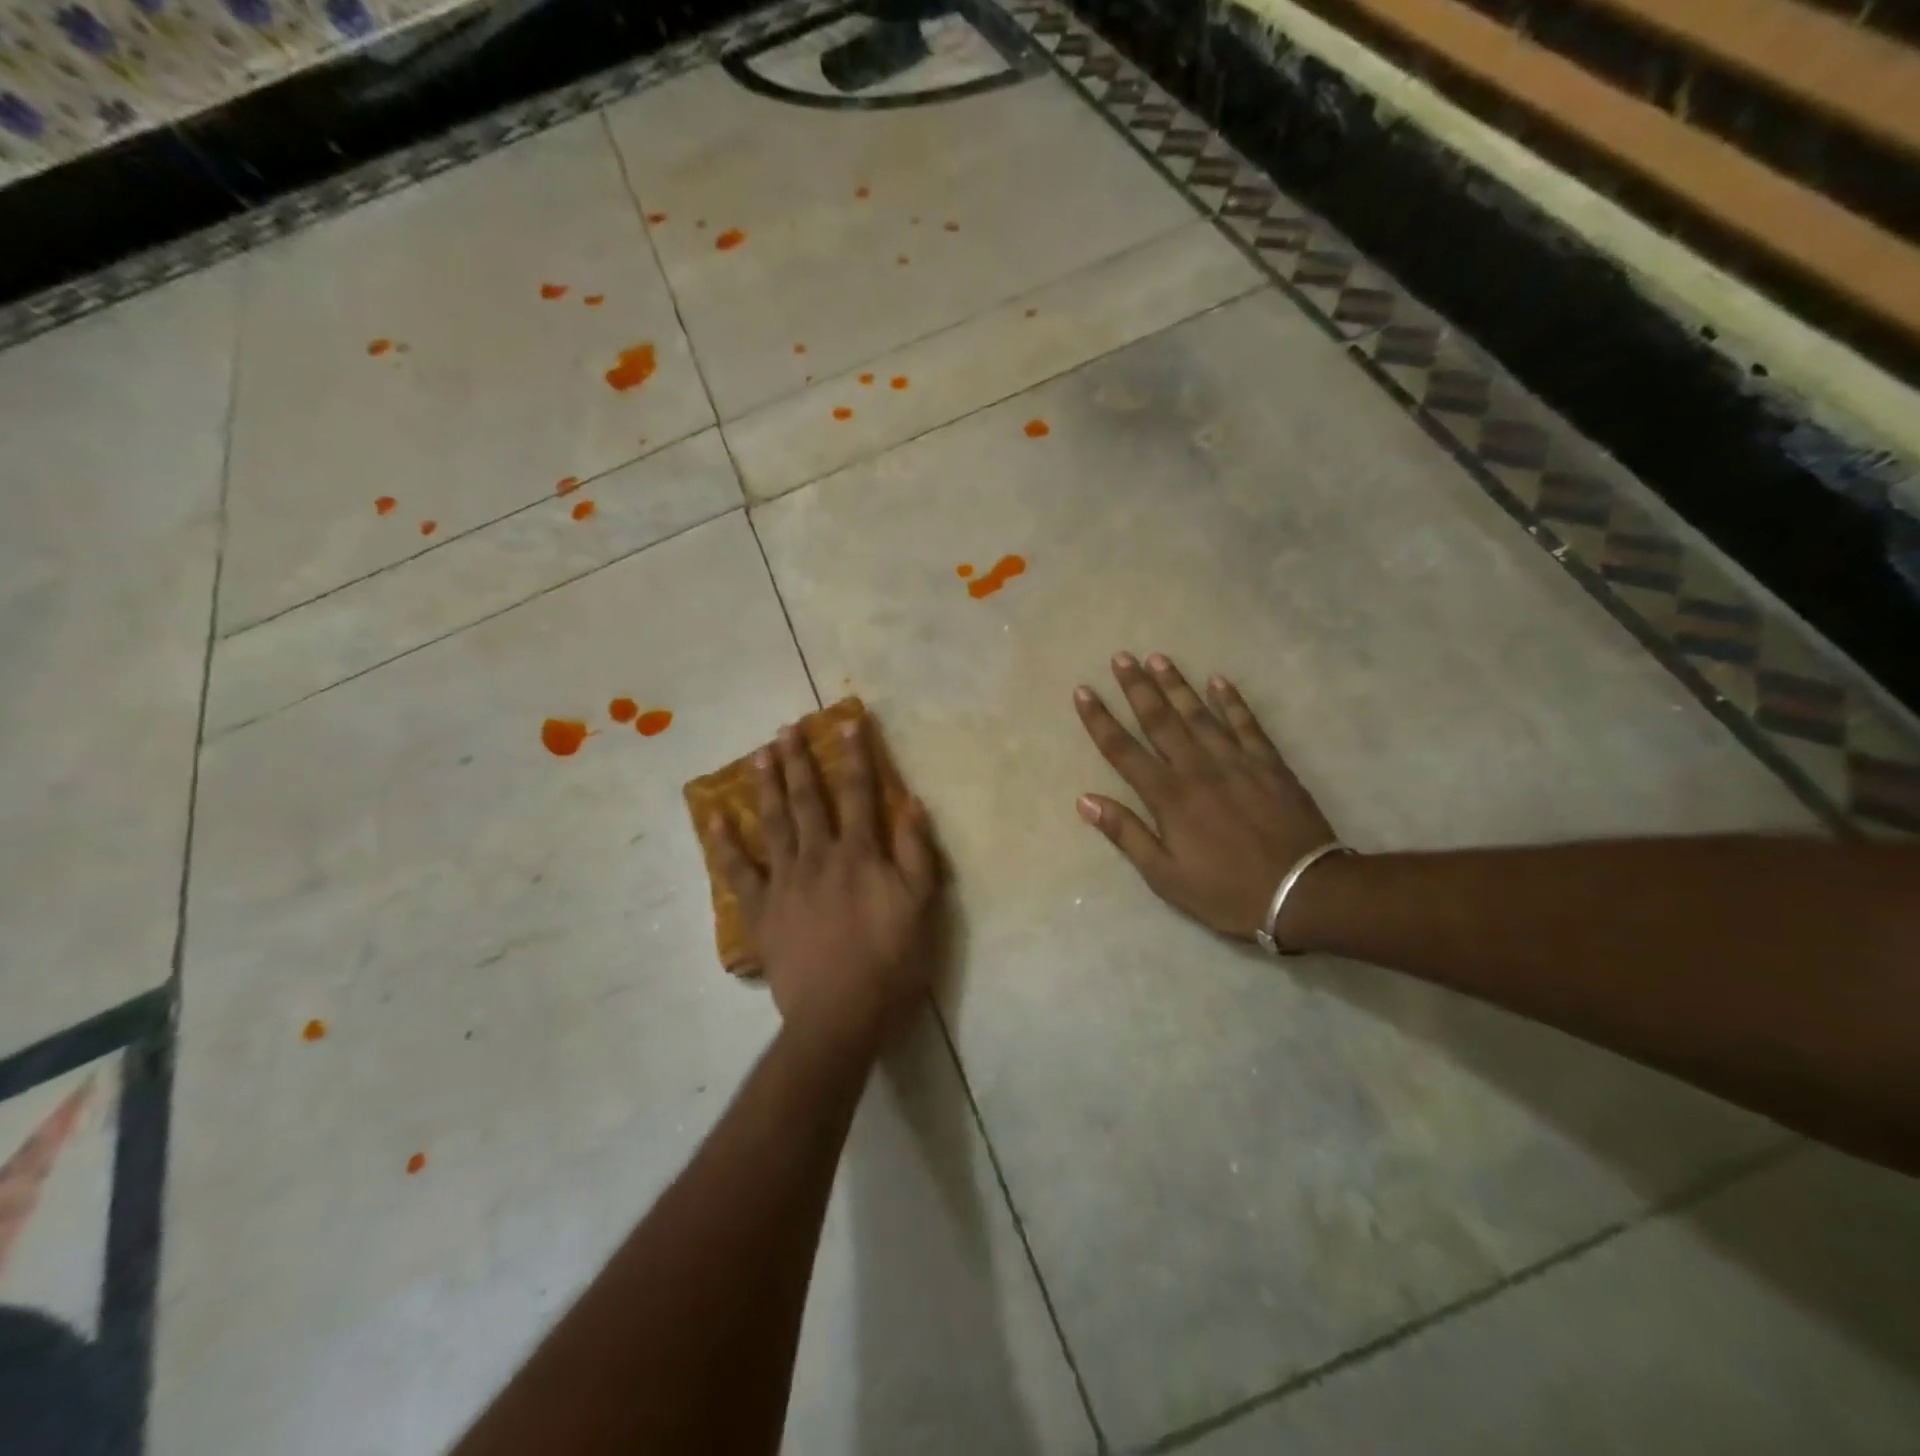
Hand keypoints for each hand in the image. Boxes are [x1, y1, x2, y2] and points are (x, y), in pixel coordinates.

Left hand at [711, 717, 941, 1052]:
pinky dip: (725, 844)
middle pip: (808, 800)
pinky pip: (738, 871)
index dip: (856, 757)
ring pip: (773, 823)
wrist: (840, 1015)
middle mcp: (819, 856)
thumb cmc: (890, 962)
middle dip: (799, 761)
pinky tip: (714, 818)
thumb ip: (917, 853)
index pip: (860, 794)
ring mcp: (785, 882)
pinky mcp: (761, 910)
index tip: (848, 723)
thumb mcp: (920, 907)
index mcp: (860, 854)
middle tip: (785, 729)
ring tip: (758, 755)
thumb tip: (911, 803)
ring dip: (766, 786)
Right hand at [1074, 652, 1339, 942]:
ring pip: (1199, 713)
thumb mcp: (1165, 876)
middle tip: (1122, 657)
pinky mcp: (1269, 763)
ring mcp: (1236, 761)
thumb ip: (1126, 834)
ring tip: (1158, 658)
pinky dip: (1232, 701)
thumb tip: (1086, 800)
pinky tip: (1219, 681)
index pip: (1123, 750)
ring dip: (1177, 684)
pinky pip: (1246, 723)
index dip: (1100, 720)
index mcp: (1168, 797)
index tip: (1083, 691)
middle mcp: (1197, 768)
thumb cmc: (1226, 891)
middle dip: (1137, 687)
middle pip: (1160, 720)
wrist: (1302, 892)